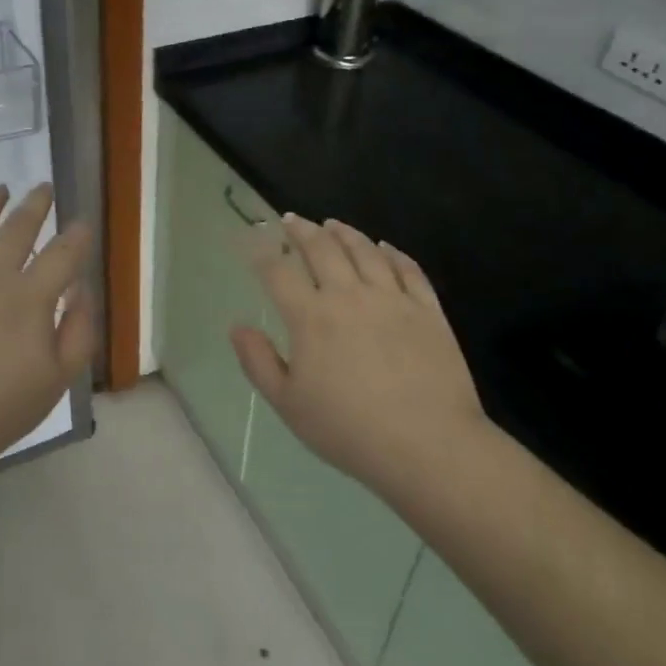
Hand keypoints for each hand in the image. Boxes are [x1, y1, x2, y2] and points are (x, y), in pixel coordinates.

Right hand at [230, 215, 488, 498]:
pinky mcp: (427, 310)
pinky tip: (384, 248)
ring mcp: (392, 299)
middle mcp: (349, 296)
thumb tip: (237, 326)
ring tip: (332, 224)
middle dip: (302, 231)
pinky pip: (408, 270)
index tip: (254, 243)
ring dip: (345, 233)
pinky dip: (393, 253)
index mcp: (311, 317)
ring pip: (365, 252)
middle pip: (322, 250)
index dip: (263, 254)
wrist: (427, 445)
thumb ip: (258, 362)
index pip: (279, 273)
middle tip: (292, 219)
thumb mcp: (288, 404)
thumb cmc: (348, 430)